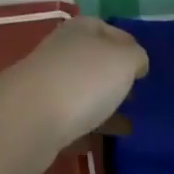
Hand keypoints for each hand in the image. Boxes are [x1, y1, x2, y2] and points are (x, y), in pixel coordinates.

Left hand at [0, 17, 147, 159]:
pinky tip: (99, 144)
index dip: (128, 45)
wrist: (29, 120)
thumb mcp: (123, 60)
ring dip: (101, 106)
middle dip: (114, 78)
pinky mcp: (38, 116)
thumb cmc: (83, 79)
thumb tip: (135, 62)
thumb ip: (135, 57)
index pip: (108, 29)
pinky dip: (84, 130)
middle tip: (136, 97)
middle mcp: (61, 51)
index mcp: (80, 29)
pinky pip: (68, 120)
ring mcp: (47, 83)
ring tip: (126, 126)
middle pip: (92, 60)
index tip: (144, 68)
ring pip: (81, 91)